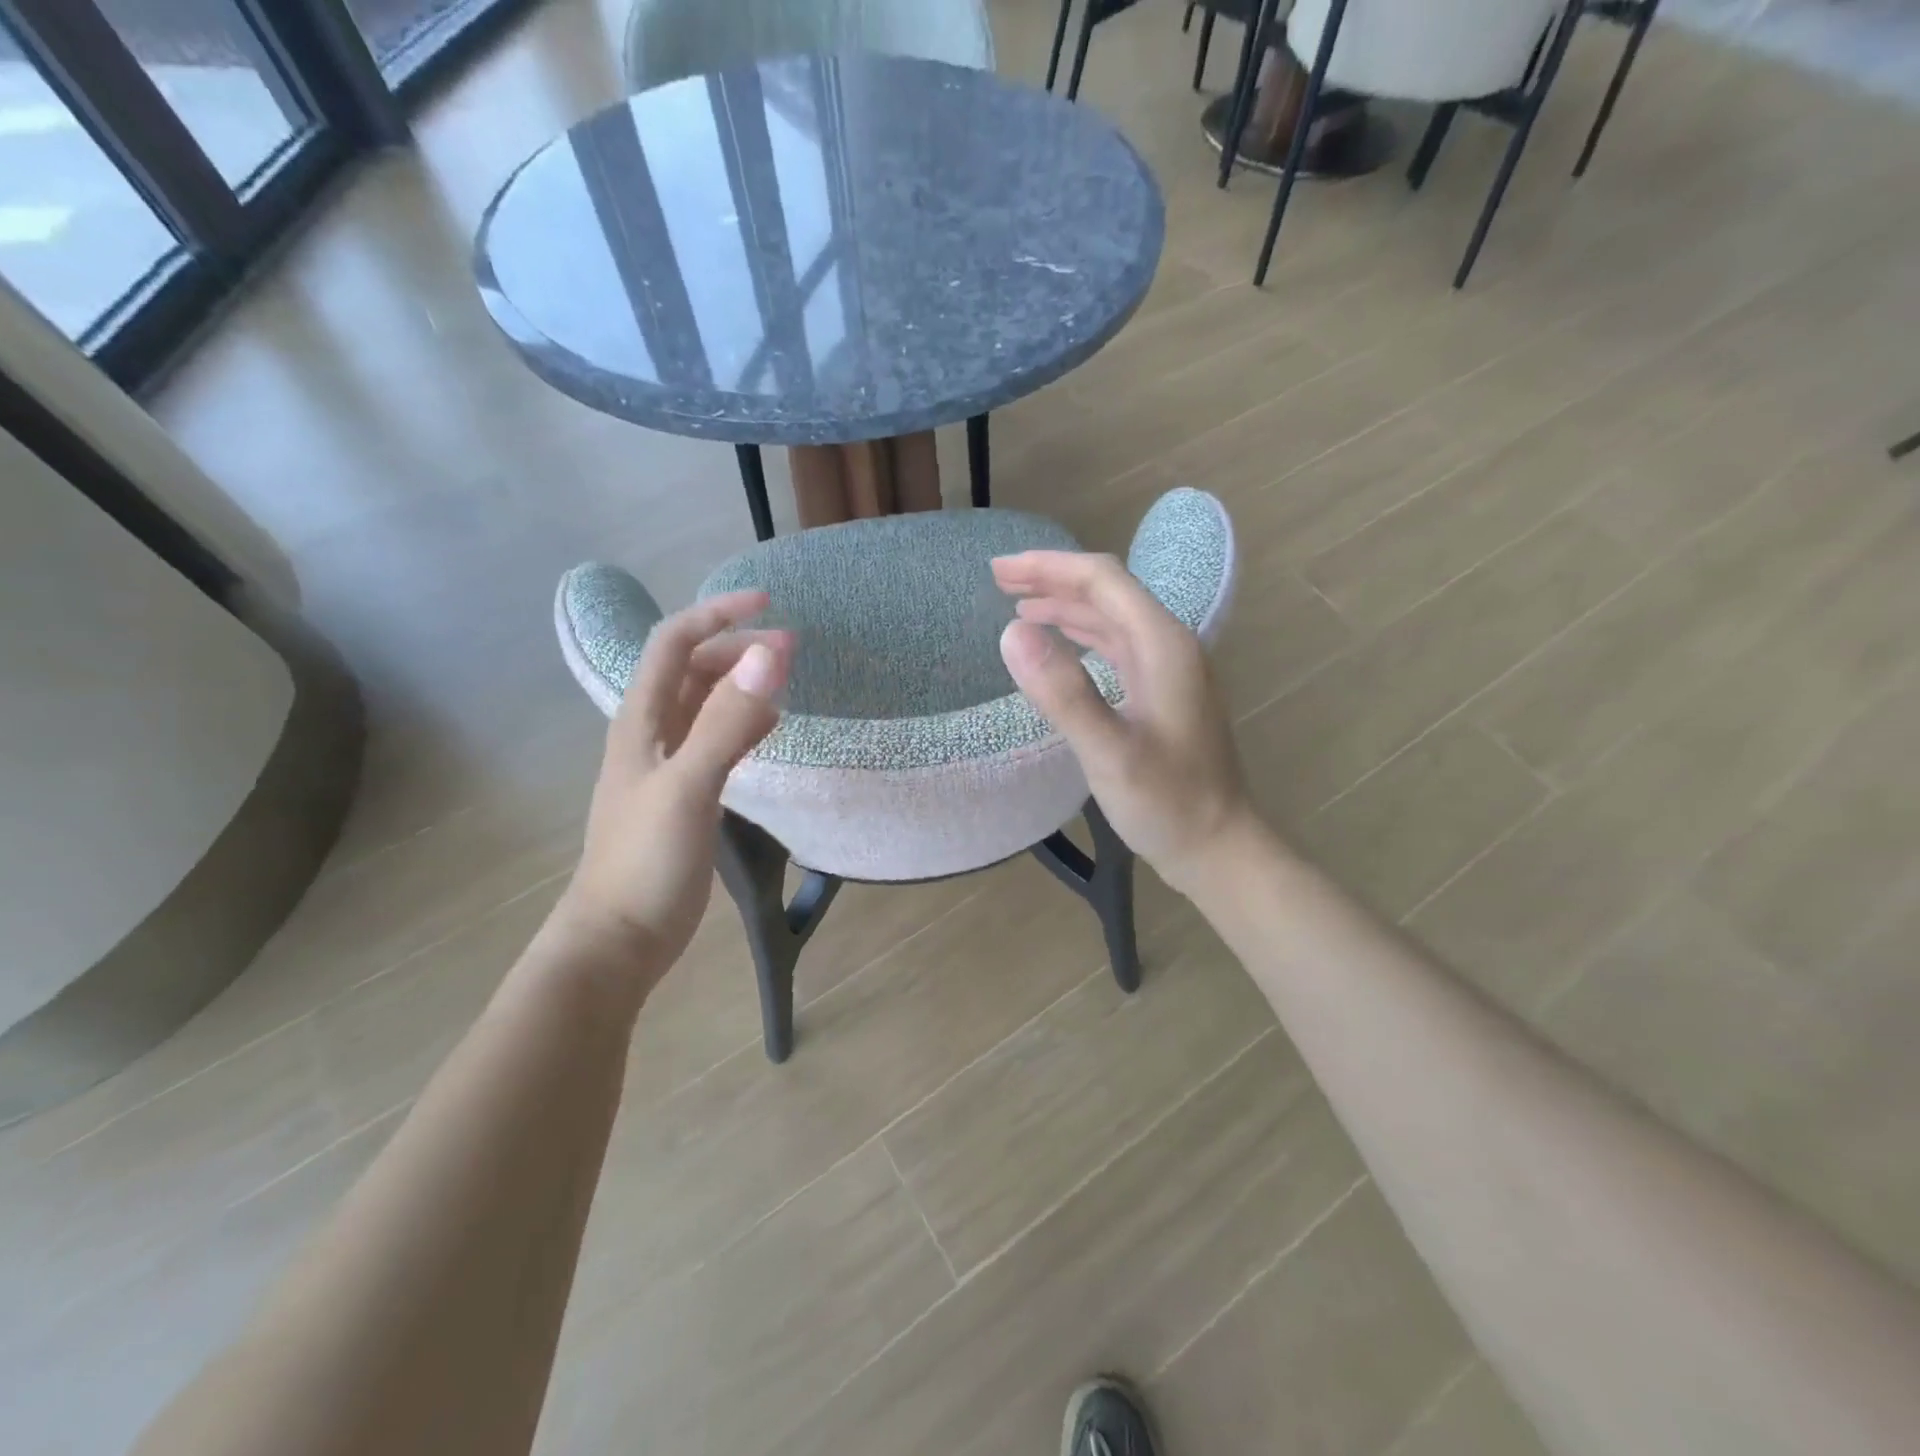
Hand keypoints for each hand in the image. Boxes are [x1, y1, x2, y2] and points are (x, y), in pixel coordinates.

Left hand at [553, 590, 791, 974]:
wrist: (620, 937)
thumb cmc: (646, 859)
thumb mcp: (689, 785)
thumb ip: (727, 721)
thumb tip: (768, 656)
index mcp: (641, 720)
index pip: (673, 644)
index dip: (716, 615)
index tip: (768, 606)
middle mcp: (652, 733)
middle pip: (691, 670)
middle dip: (738, 649)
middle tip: (792, 650)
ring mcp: (668, 765)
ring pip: (705, 704)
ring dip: (742, 683)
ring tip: (786, 678)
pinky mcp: (686, 794)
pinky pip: (717, 740)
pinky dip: (744, 722)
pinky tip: (770, 727)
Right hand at [993, 551, 1252, 893]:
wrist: (1216, 845)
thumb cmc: (1167, 803)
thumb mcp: (1110, 753)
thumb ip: (1064, 694)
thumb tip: (1012, 632)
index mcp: (1162, 645)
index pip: (1102, 580)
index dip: (1048, 567)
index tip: (999, 571)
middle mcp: (1169, 644)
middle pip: (1107, 591)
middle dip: (1052, 579)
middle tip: (999, 581)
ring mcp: (1168, 668)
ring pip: (1111, 617)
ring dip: (1065, 605)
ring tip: (1019, 606)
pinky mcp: (1161, 691)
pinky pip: (1115, 645)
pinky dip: (1081, 635)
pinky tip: (1060, 643)